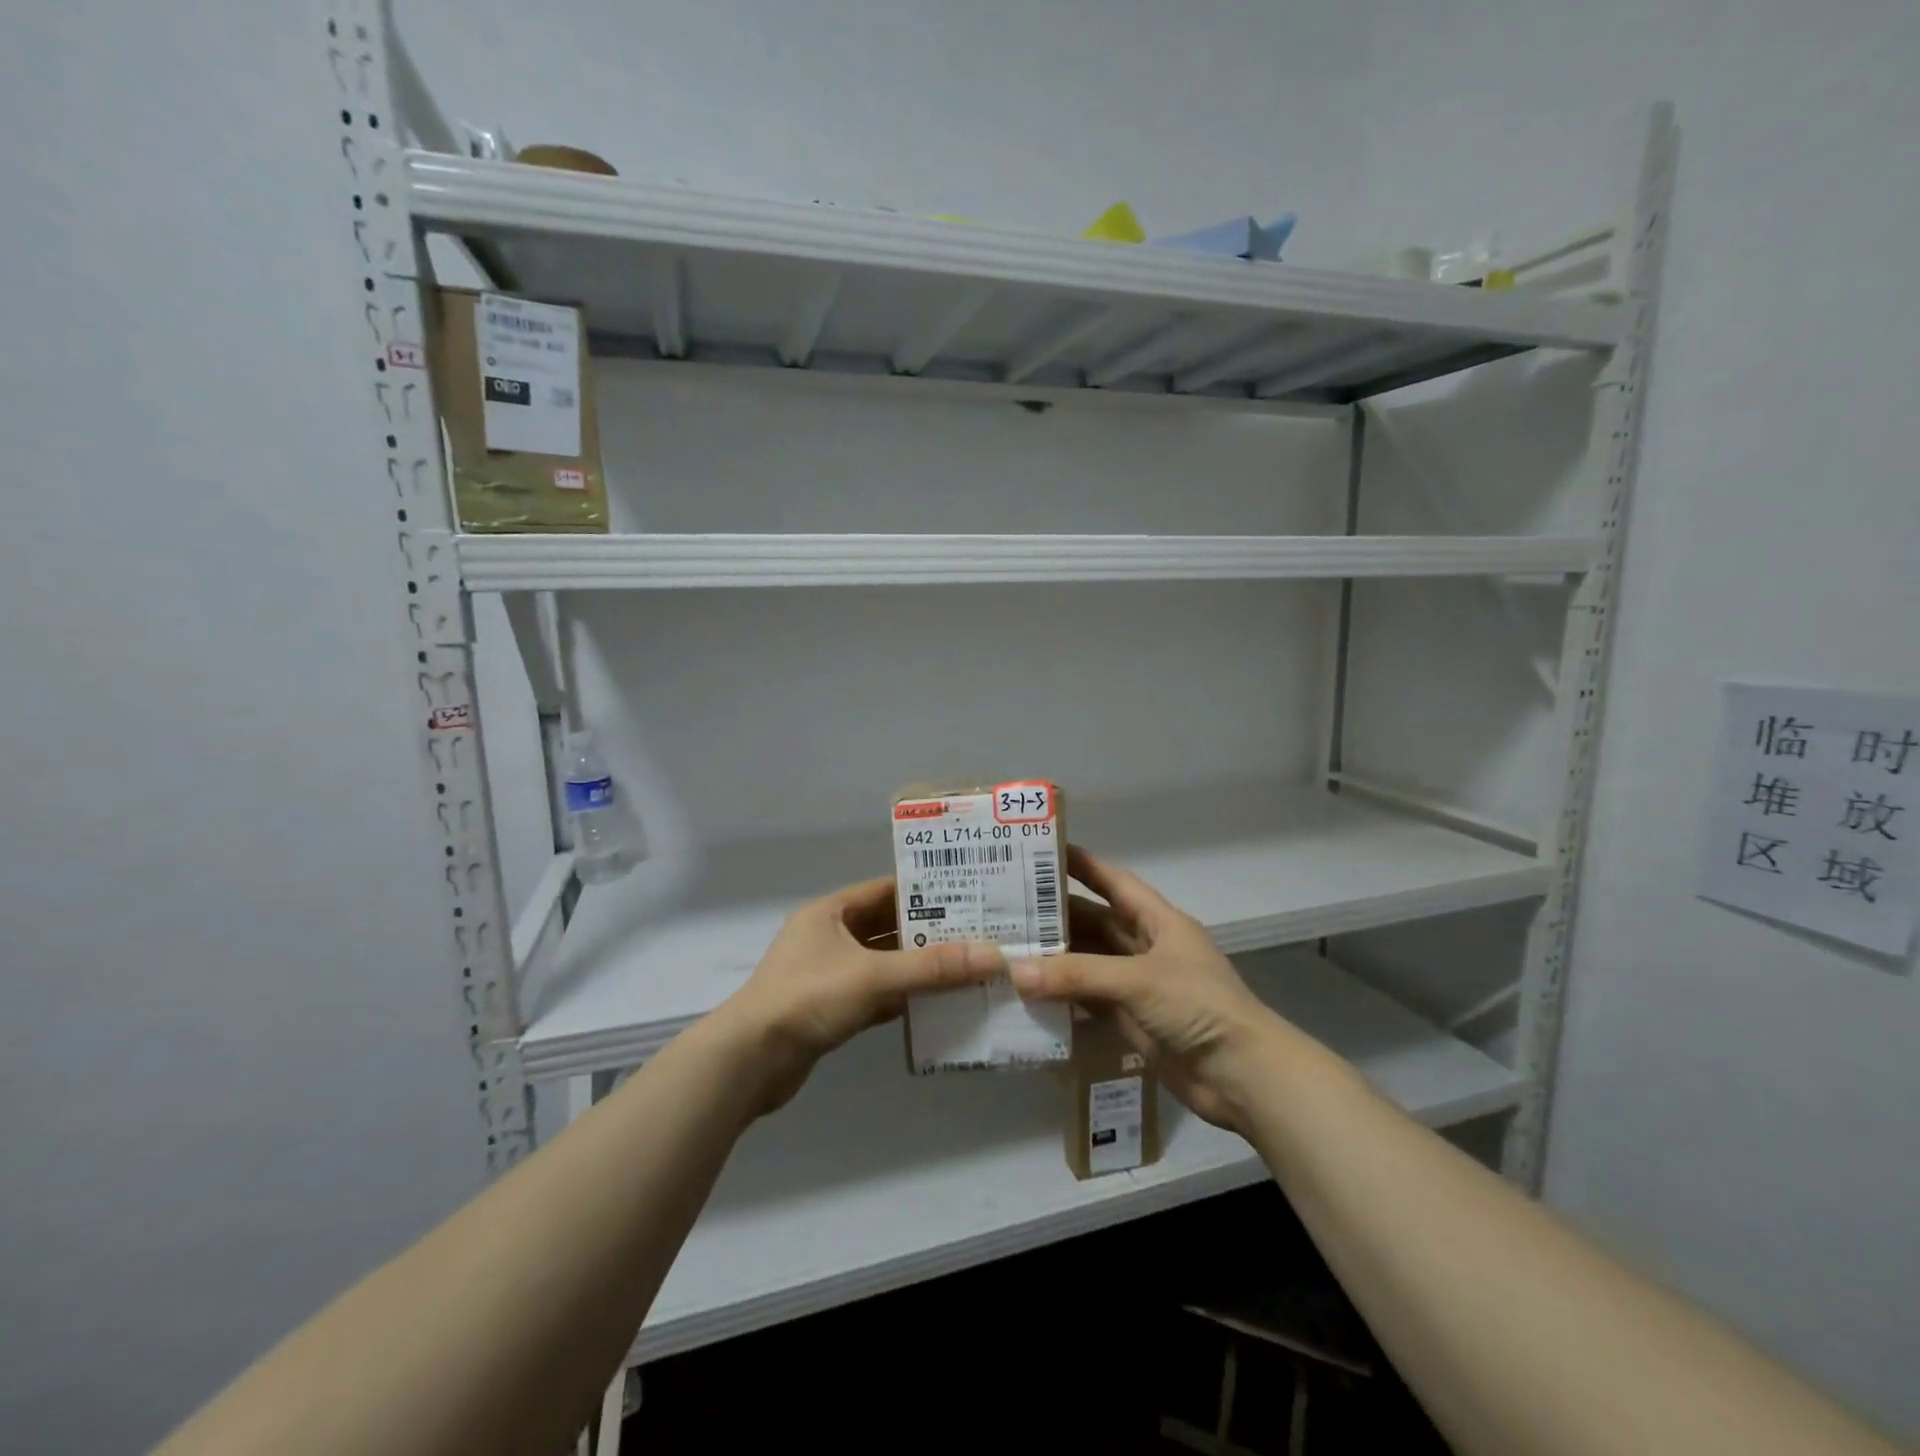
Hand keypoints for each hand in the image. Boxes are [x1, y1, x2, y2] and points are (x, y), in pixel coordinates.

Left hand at [717, 876, 1004, 1113]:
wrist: (748, 1062)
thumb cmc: (807, 999)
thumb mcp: (873, 976)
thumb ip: (932, 967)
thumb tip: (993, 956)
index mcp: (831, 912)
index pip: (886, 890)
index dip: (925, 890)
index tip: (968, 893)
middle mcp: (829, 937)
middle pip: (888, 927)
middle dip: (930, 932)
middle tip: (978, 933)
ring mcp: (829, 975)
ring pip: (884, 963)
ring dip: (920, 967)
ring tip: (968, 966)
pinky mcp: (831, 1009)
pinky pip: (877, 994)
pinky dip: (904, 997)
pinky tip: (939, 1004)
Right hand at [1011, 846, 1282, 1131]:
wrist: (1242, 1075)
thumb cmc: (1197, 1006)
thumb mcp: (1138, 980)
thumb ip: (1077, 974)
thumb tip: (1015, 971)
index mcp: (1159, 922)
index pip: (1115, 882)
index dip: (1083, 866)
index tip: (1043, 854)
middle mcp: (1148, 947)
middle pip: (1097, 922)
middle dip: (1058, 916)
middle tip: (1010, 908)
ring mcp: (1140, 985)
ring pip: (1091, 962)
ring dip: (1057, 959)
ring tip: (1011, 949)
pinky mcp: (1134, 1020)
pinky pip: (1091, 1000)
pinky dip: (1065, 996)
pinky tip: (1031, 994)